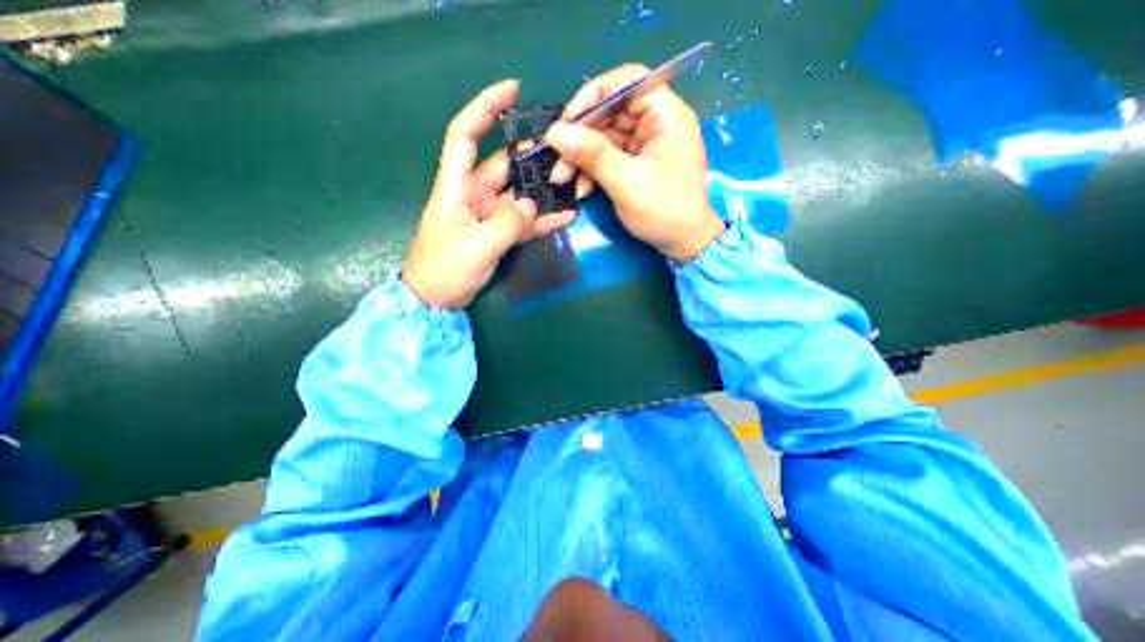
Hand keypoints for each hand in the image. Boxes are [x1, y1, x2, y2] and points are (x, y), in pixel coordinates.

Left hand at [405, 80, 581, 306]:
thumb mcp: (477, 245)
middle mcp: (473, 193)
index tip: (512, 90)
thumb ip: (508, 223)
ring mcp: (488, 214)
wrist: (436, 300)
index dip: (485, 107)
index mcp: (456, 185)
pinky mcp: (498, 233)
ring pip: (518, 194)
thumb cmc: (445, 269)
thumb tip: (531, 205)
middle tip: (562, 150)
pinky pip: (523, 221)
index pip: (465, 134)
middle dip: (530, 155)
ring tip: (571, 182)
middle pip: (503, 163)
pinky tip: (565, 216)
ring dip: (542, 189)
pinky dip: (542, 219)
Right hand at [544, 62, 722, 263]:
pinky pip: (608, 156)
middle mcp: (657, 122)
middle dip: (581, 137)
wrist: (683, 243)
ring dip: (581, 158)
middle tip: (558, 160)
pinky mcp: (637, 162)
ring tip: (562, 179)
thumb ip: (592, 155)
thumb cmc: (663, 212)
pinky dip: (592, 170)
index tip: (569, 119)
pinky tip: (582, 189)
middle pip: (611, 112)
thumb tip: (555, 132)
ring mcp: (646, 143)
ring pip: (605, 137)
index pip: (629, 82)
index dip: (595, 94)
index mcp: (666, 115)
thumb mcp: (626, 183)